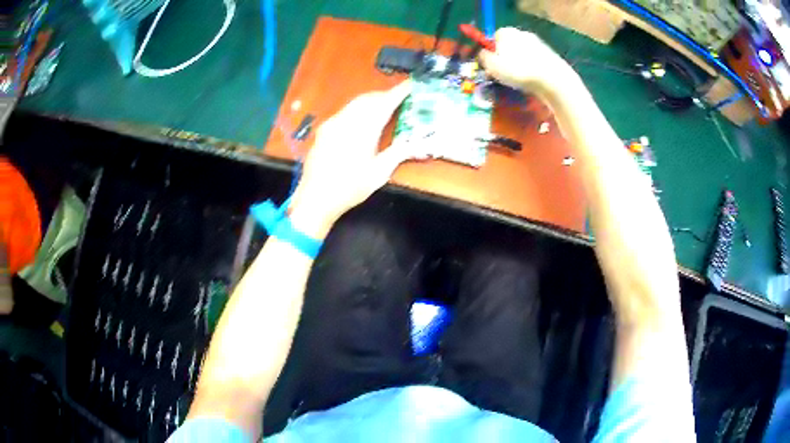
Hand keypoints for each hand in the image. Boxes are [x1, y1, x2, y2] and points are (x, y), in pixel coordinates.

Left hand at [288, 81, 423, 237]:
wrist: (315, 198)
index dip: (399, 92)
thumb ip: (399, 153)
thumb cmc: (349, 188)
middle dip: (385, 95)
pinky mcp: (324, 130)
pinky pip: (345, 111)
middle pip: (368, 99)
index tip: (411, 84)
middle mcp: (346, 121)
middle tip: (400, 97)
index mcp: (363, 130)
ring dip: (371, 100)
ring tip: (384, 105)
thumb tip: (419, 144)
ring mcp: (333, 124)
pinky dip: (358, 108)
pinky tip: (362, 118)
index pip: (384, 103)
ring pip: (355, 103)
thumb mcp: (379, 173)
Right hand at [479, 27, 576, 95]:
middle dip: (506, 58)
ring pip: (523, 55)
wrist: (551, 79)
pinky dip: (532, 70)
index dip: (491, 52)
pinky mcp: (550, 56)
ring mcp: (538, 44)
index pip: (494, 39)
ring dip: (519, 65)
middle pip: (509, 46)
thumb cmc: (517, 70)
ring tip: (519, 81)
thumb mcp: (491, 65)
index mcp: (506, 32)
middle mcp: (522, 33)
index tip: (491, 66)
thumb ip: (483, 57)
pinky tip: (532, 81)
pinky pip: (535, 63)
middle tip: (504, 75)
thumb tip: (483, 54)